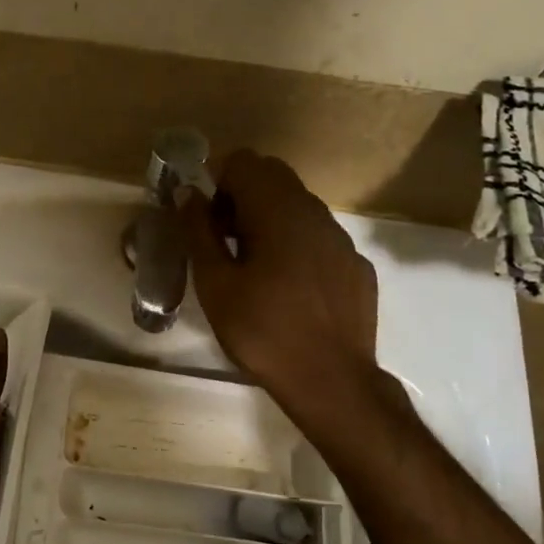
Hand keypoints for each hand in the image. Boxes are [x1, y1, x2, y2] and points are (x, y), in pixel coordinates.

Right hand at [177, 150, 378, 416]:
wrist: (331, 381)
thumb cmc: (263, 330)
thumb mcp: (216, 283)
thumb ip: (198, 231)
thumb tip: (187, 193)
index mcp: (278, 211)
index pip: (245, 162)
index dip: (218, 182)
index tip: (208, 220)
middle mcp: (315, 212)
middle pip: (274, 177)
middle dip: (243, 197)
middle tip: (225, 240)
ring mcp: (341, 239)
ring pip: (299, 207)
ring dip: (270, 220)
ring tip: (255, 267)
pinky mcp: (356, 265)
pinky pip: (319, 237)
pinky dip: (298, 246)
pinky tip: (290, 289)